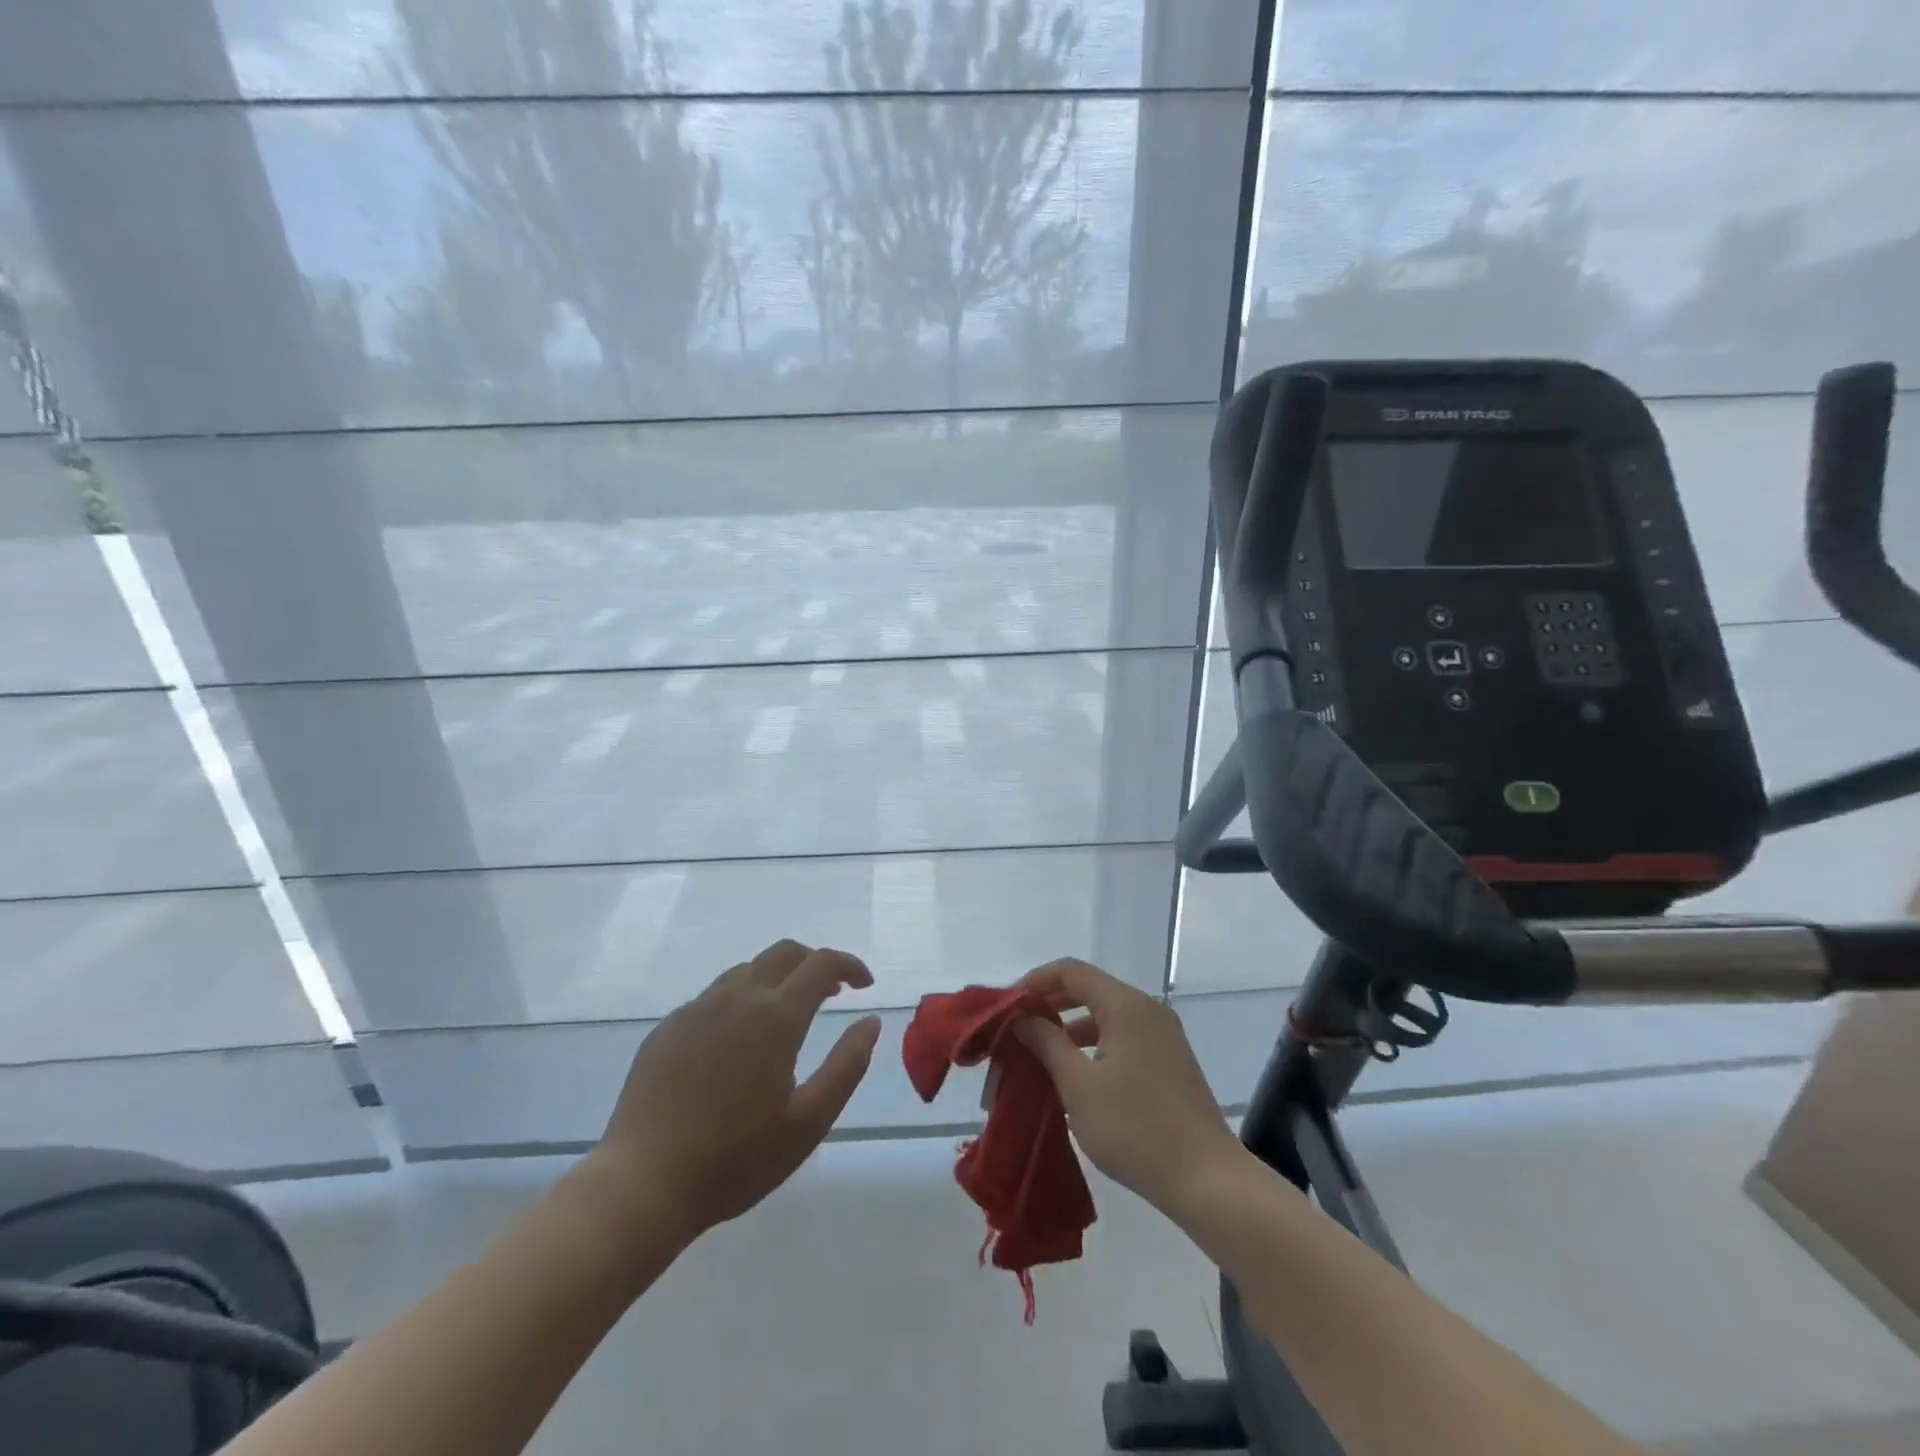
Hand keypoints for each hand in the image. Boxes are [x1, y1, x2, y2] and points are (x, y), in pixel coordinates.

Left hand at [585, 940, 881, 1241]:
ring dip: (777, 979)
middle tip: (832, 992)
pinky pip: (713, 996)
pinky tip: (737, 1041)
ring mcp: (697, 1009)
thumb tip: (871, 1022)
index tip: (865, 986)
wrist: (642, 1185)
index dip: (850, 966)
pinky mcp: (668, 1028)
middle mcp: (737, 997)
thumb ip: (847, 1065)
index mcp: (776, 1016)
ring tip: (787, 1015)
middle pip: (784, 952)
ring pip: (747, 970)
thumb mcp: (809, 1122)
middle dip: (815, 962)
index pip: (822, 964)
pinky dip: (741, 1000)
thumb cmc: (736, 1160)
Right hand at [1015, 959, 1242, 1215]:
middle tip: (1018, 1029)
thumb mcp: (1079, 1086)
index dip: (1036, 981)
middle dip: (1050, 1005)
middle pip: (1089, 989)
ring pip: (1105, 1015)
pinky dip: (1093, 1045)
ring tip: (1039, 1054)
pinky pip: (1122, 1036)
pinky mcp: (1169, 1061)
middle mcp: (1147, 1009)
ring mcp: (1162, 1035)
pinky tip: (1075, 1074)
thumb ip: (1047, 1044)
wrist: (1207, 1180)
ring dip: (1070, 1028)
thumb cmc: (1135, 1128)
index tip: (1008, 1005)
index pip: (1071, 971)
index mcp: (1125, 1005)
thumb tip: (1024, 1018)